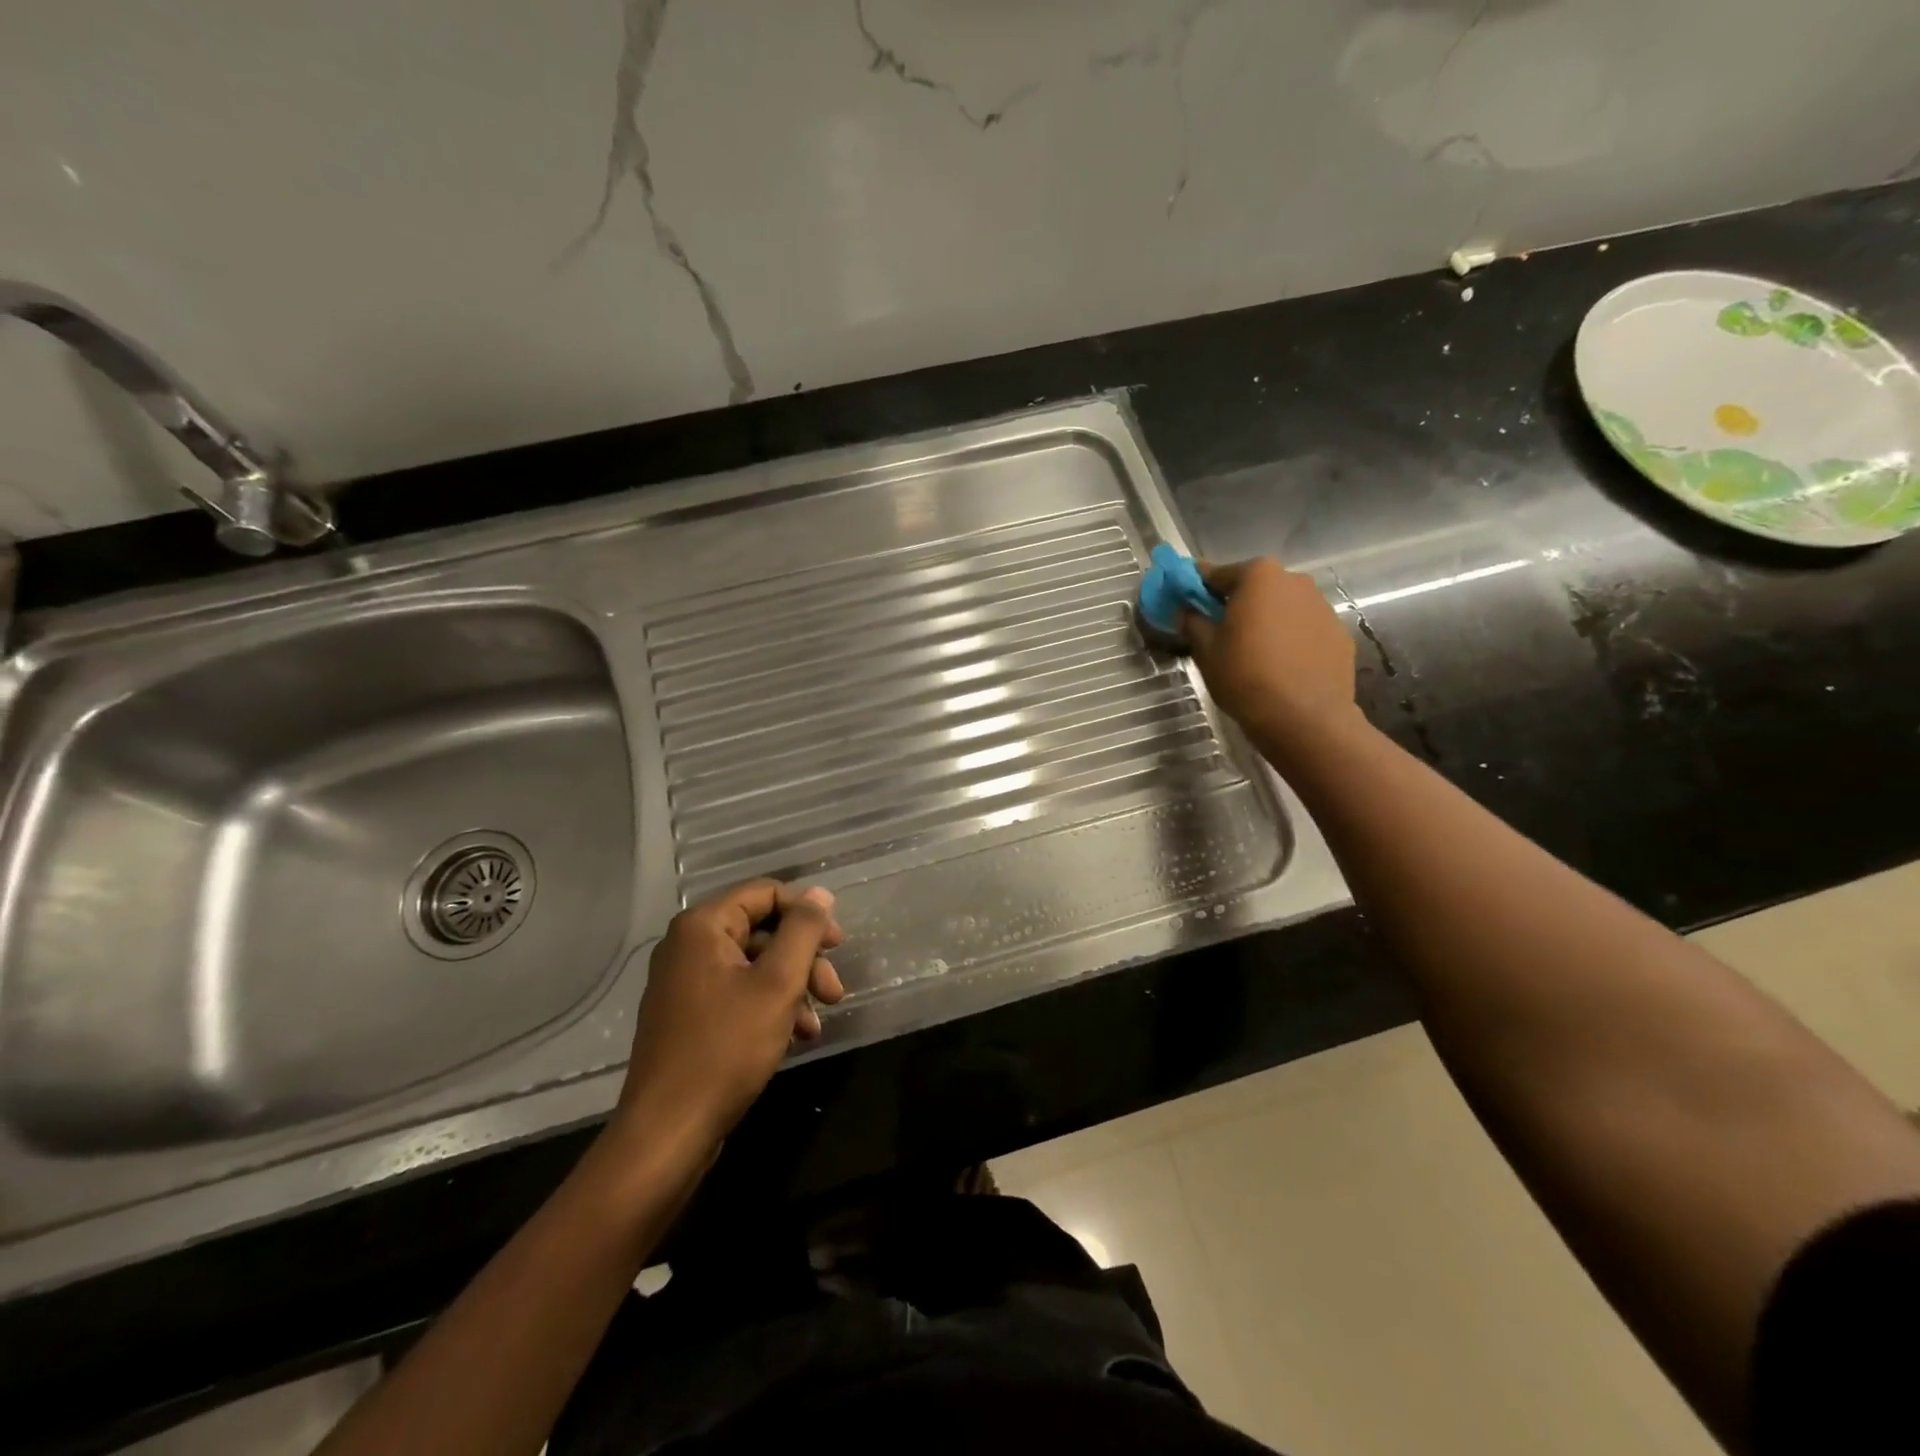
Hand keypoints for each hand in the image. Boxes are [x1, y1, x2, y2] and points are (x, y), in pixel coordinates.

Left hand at [615, 881, 845, 1147]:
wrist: (667, 1132)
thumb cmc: (726, 1049)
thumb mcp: (778, 984)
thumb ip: (803, 931)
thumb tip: (820, 894)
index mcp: (702, 926)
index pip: (766, 893)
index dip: (807, 913)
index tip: (837, 945)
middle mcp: (688, 945)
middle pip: (762, 931)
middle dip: (804, 959)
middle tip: (834, 991)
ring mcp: (684, 983)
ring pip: (755, 966)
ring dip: (793, 988)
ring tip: (816, 1024)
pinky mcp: (688, 1016)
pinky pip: (738, 994)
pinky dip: (770, 1008)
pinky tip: (795, 1038)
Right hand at [1183, 558, 1360, 754]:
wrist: (1304, 717)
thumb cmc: (1245, 675)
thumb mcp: (1206, 650)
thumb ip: (1193, 622)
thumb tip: (1186, 611)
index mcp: (1258, 576)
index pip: (1218, 574)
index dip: (1199, 590)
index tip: (1189, 605)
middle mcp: (1294, 580)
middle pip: (1256, 587)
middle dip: (1238, 604)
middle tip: (1222, 633)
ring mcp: (1322, 606)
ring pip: (1283, 607)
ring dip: (1267, 621)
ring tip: (1255, 653)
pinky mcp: (1339, 633)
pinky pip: (1304, 630)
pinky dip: (1291, 639)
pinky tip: (1281, 667)